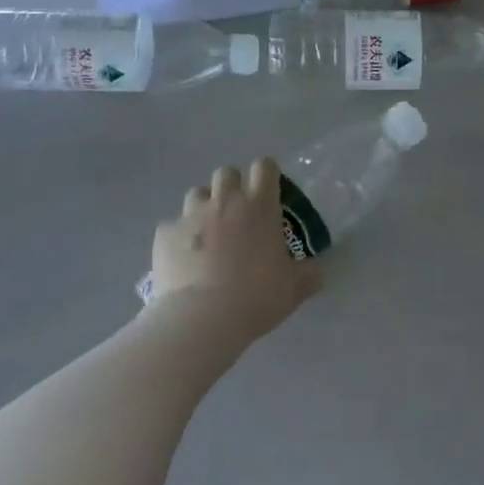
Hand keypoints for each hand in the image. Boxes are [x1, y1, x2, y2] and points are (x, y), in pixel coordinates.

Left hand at [148, 158, 320, 345]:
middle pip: (226, 172)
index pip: (264, 166)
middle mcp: (225, 201)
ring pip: (196, 192)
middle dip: (232, 185)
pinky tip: (183, 258)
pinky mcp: (165, 234)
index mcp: (260, 205)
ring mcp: (191, 215)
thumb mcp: (294, 289)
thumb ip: (309, 274)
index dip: (267, 173)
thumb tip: (318, 270)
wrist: (202, 318)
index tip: (269, 190)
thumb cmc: (256, 296)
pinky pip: (172, 226)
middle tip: (237, 213)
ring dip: (204, 206)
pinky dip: (179, 237)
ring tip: (208, 232)